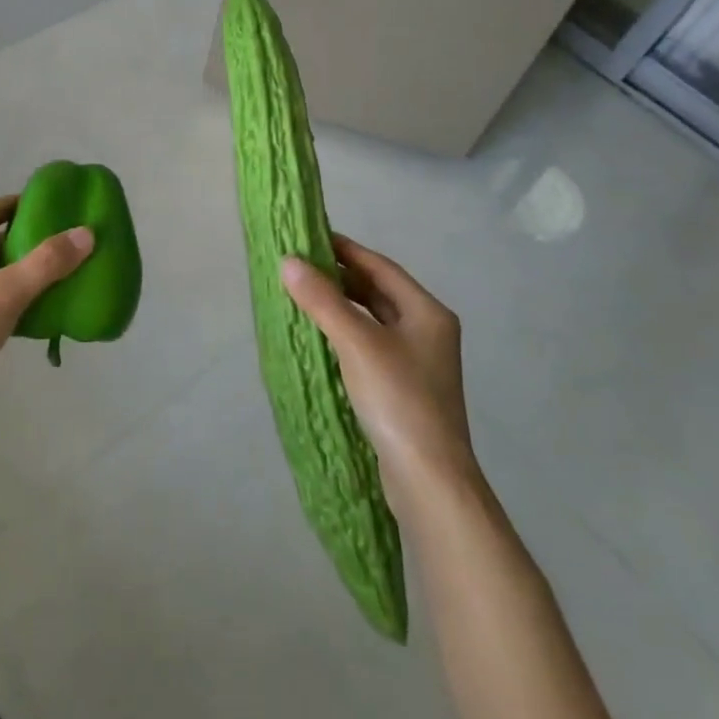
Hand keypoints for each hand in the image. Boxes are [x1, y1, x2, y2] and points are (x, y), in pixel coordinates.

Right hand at [280, 235, 475, 512]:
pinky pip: (371, 346)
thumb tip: (288, 261)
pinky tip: (321, 338)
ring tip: (303, 296)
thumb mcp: (357, 343)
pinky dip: (346, 334)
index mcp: (427, 312)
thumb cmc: (399, 400)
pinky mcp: (405, 390)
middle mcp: (428, 331)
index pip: (381, 267)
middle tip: (299, 267)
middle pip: (378, 292)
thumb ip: (322, 300)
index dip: (345, 249)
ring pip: (373, 320)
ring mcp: (419, 362)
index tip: (310, 237)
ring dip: (341, 306)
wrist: (430, 481)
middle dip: (340, 278)